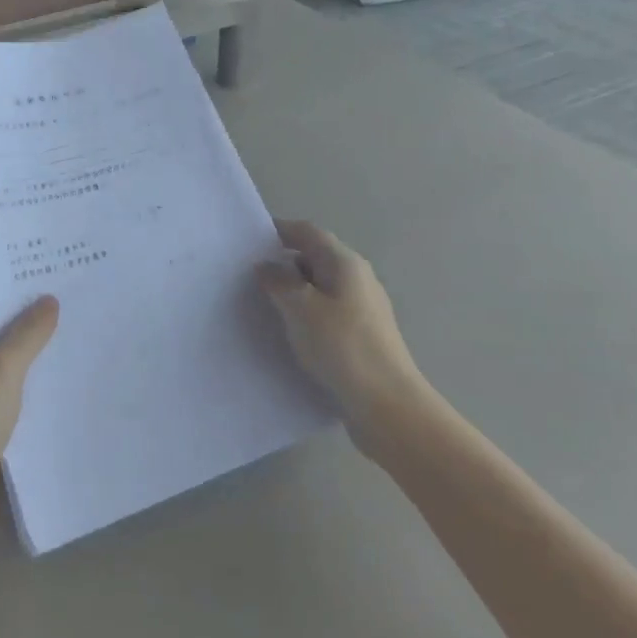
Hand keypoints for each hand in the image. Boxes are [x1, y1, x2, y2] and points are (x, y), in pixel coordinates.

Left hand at [0, 297, 58, 563]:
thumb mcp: (3, 370)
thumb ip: (27, 335)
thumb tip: (49, 298)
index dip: (24, 307)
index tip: (62, 298)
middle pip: (3, 352)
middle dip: (35, 343)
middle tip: (79, 330)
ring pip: (8, 387)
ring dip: (35, 381)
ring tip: (78, 367)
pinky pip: (10, 421)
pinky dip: (30, 416)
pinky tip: (60, 415)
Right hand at [257, 221, 428, 441]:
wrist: (388, 407)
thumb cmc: (342, 347)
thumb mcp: (300, 308)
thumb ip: (278, 281)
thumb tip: (266, 266)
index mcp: (345, 263)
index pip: (308, 232)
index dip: (279, 229)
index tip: (248, 238)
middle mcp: (357, 279)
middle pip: (315, 257)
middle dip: (283, 261)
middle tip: (248, 274)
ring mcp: (363, 309)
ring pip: (320, 287)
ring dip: (293, 290)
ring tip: (262, 304)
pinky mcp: (361, 336)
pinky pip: (326, 312)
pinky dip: (305, 314)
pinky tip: (288, 332)